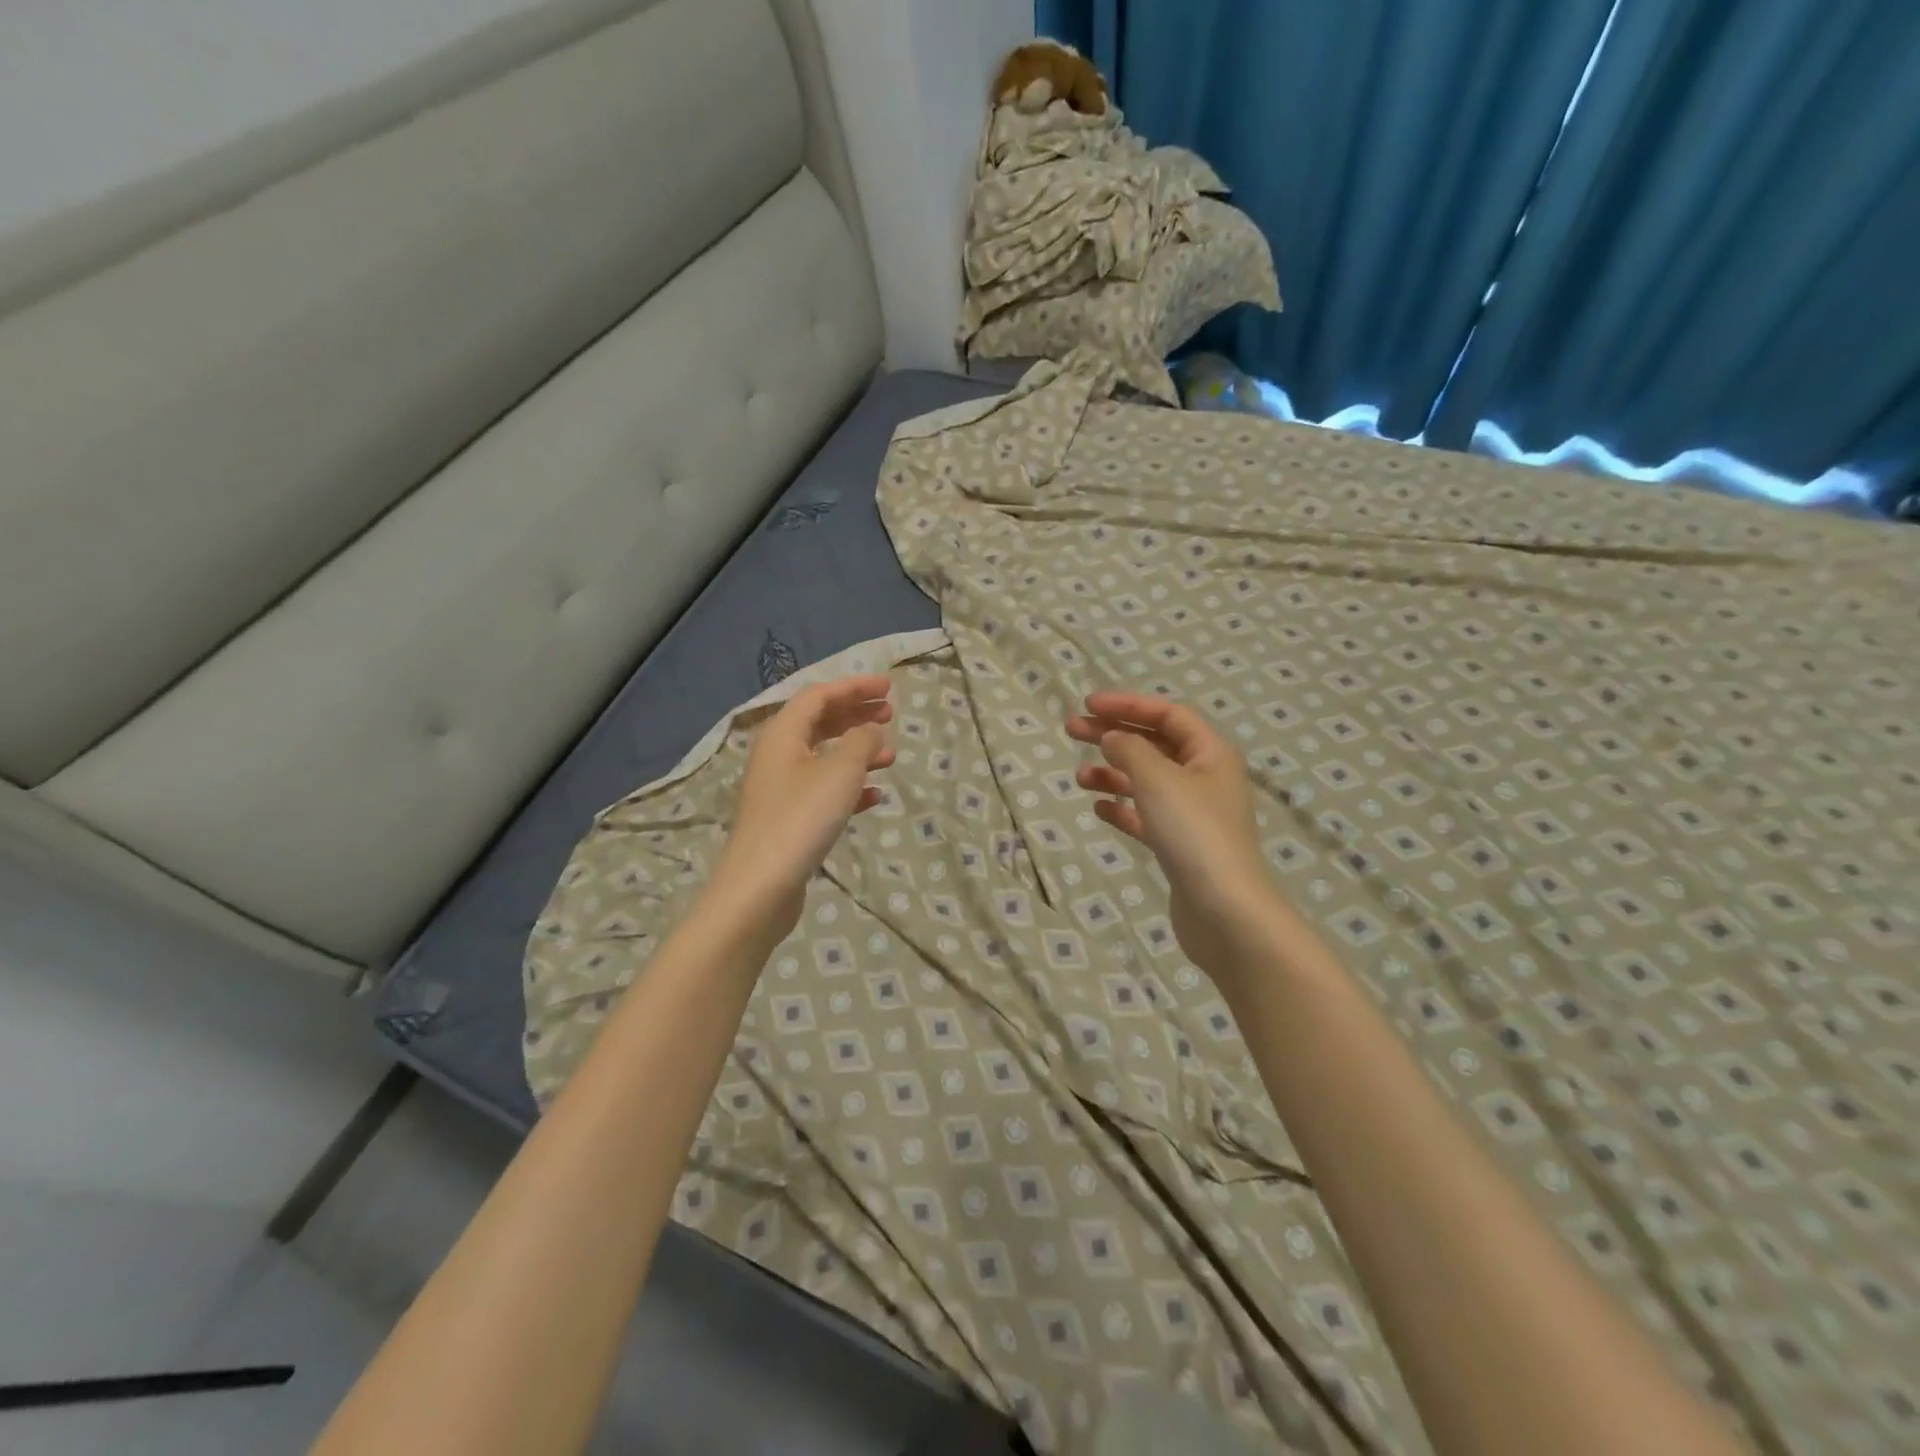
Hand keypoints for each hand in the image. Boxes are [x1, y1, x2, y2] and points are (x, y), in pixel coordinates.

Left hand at [708, 674, 894, 940]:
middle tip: (890, 715)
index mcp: (783, 734)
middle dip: (856, 715)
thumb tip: (870, 729)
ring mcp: (781, 789)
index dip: (854, 687)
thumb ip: (861, 741)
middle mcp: (777, 755)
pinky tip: (873, 797)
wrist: (762, 886)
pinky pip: (823, 790)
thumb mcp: (840, 771)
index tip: (889, 688)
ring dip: (857, 752)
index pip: (819, 695)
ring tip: (890, 758)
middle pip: (819, 723)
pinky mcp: (788, 819)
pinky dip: (849, 787)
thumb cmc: (802, 817)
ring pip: (824, 757)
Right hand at [1066, 691, 1286, 980]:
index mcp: (1210, 753)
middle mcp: (1205, 778)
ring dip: (1113, 773)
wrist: (1225, 912)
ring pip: (1146, 781)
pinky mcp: (1180, 846)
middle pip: (1154, 744)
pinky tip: (1099, 809)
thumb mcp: (1157, 779)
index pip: (1167, 714)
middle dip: (1113, 734)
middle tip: (1070, 731)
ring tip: (1079, 777)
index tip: (1087, 705)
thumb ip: (1129, 749)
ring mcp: (1193, 815)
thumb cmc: (1194, 833)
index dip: (1127, 705)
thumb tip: (1113, 738)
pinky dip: (1122, 808)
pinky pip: (1145, 816)